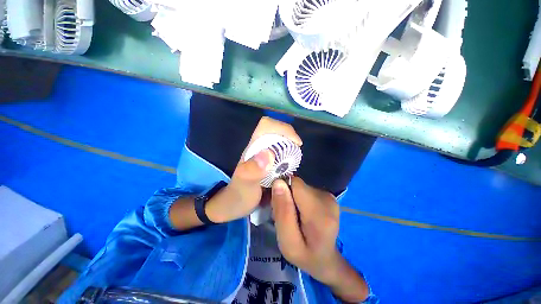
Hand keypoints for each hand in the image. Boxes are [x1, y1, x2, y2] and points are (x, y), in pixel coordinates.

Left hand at [206, 117, 301, 222]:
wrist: (234, 205)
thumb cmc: (237, 196)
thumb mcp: (244, 186)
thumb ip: (252, 171)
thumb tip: (269, 154)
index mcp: (252, 148)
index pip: (267, 125)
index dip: (284, 129)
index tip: (297, 143)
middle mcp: (259, 148)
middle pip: (277, 132)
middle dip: (290, 139)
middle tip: (296, 156)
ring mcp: (264, 155)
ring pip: (281, 142)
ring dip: (291, 149)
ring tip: (295, 164)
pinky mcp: (268, 163)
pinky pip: (282, 154)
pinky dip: (289, 157)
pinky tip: (291, 169)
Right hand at [271, 177, 340, 281]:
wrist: (326, 259)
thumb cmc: (305, 255)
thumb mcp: (287, 242)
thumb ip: (282, 212)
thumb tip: (278, 182)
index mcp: (319, 212)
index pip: (295, 183)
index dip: (283, 191)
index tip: (279, 207)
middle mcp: (327, 198)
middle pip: (297, 184)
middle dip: (287, 196)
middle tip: (286, 216)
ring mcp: (329, 196)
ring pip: (300, 187)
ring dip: (292, 198)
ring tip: (293, 216)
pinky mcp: (327, 195)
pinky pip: (305, 189)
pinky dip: (299, 198)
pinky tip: (301, 213)